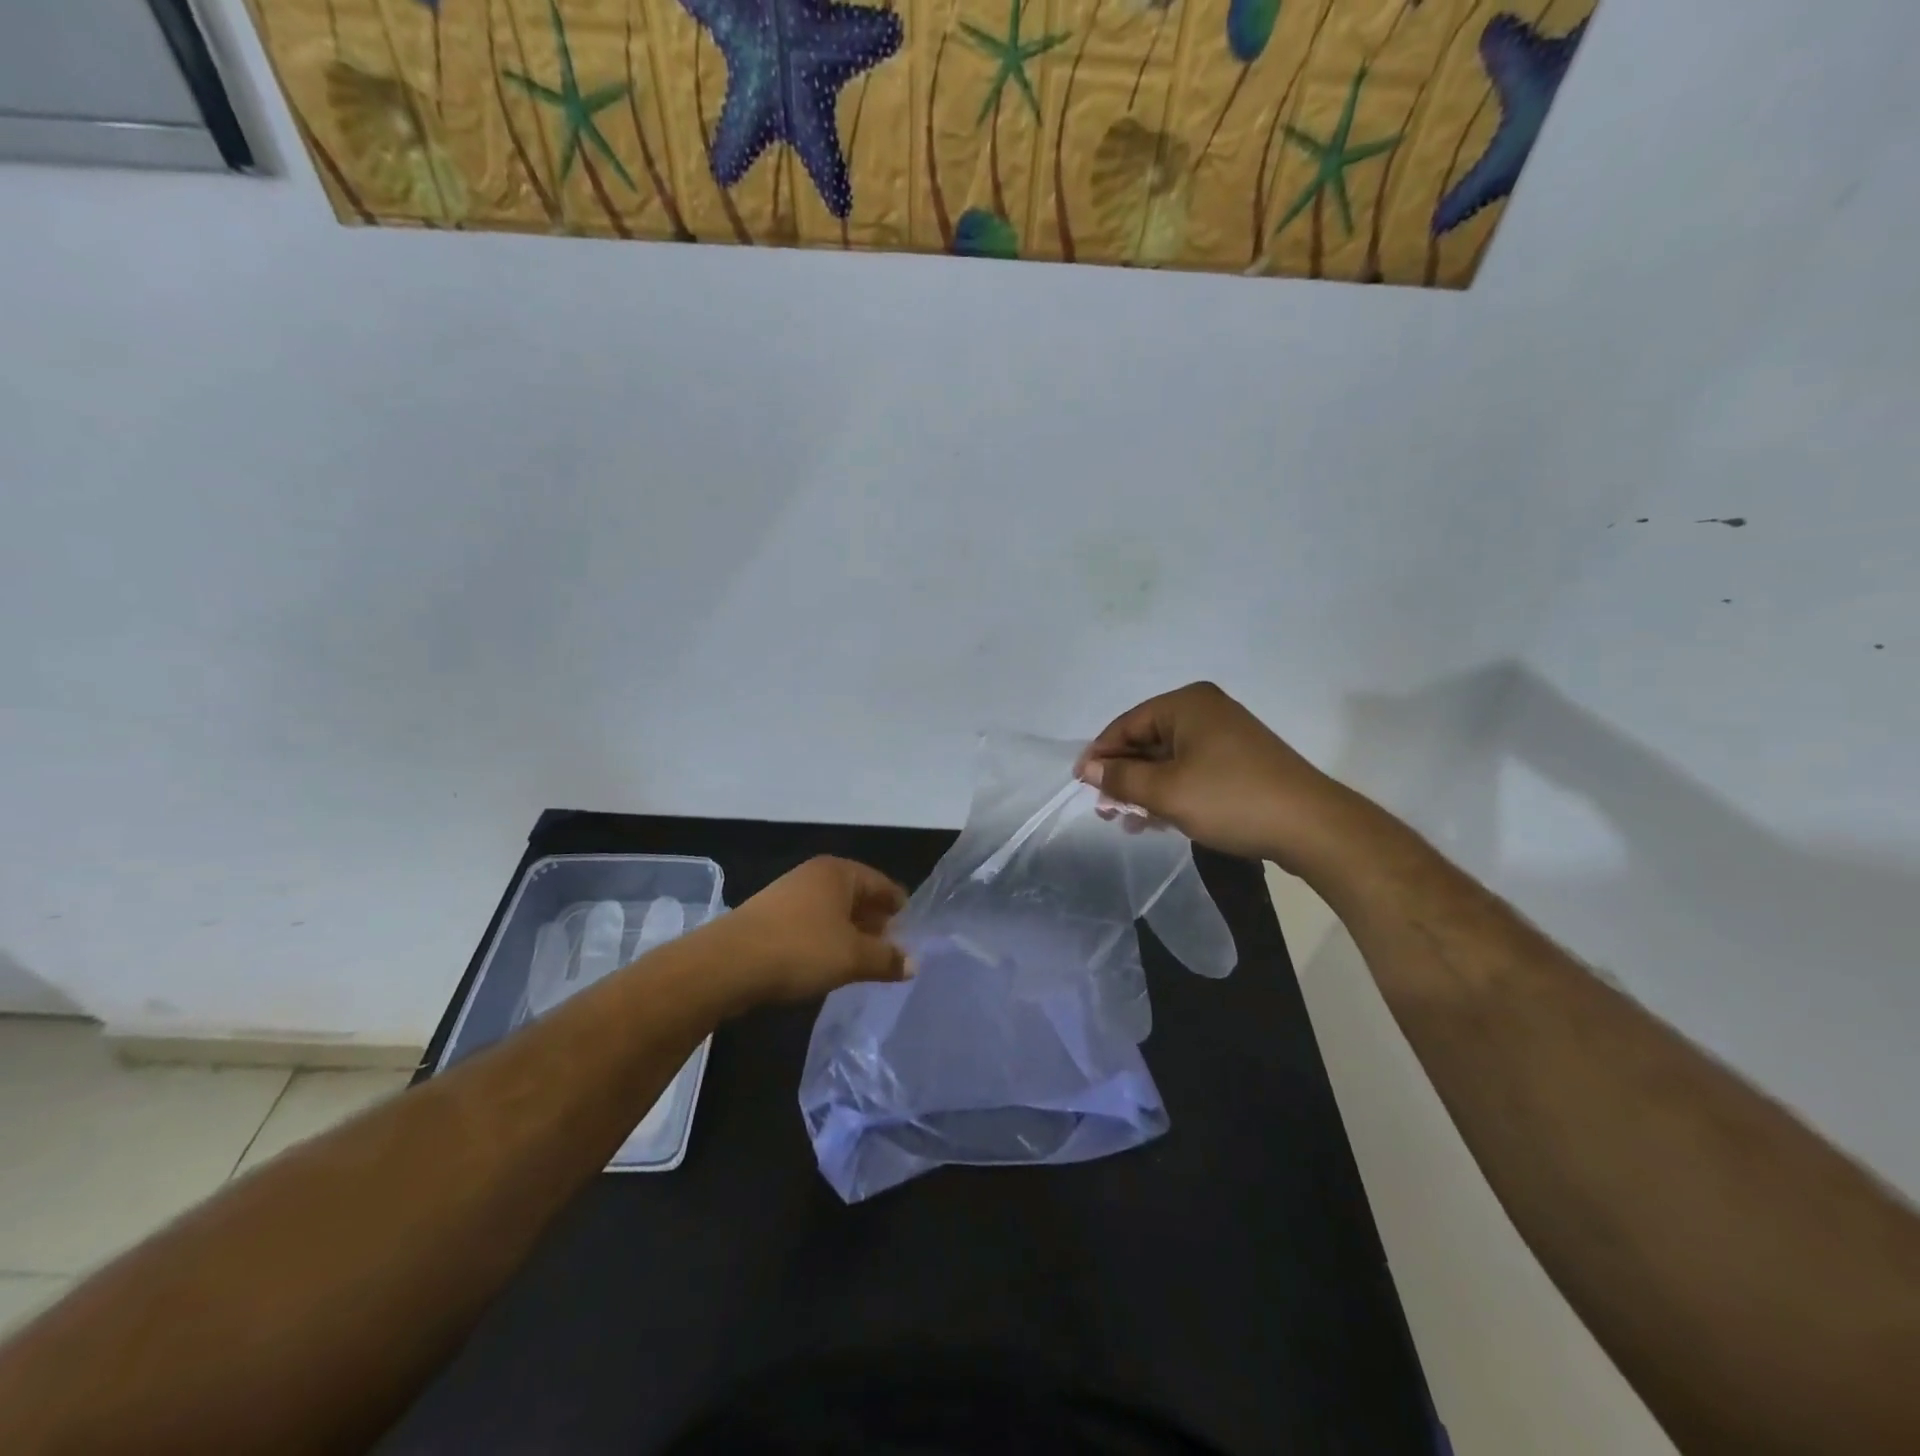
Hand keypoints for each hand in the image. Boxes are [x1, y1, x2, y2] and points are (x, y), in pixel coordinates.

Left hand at [714, 856, 911, 1007]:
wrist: (728, 964)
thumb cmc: (801, 949)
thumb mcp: (853, 957)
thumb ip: (886, 959)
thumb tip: (912, 963)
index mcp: (839, 872)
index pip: (883, 885)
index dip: (900, 910)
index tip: (913, 936)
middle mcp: (815, 875)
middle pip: (857, 897)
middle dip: (875, 924)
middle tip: (892, 953)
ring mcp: (789, 893)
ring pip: (833, 912)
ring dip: (849, 935)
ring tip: (862, 964)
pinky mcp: (769, 917)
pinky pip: (810, 925)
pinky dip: (825, 941)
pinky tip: (827, 965)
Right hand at [1076, 681, 1363, 870]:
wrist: (1311, 826)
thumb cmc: (1231, 800)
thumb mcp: (1166, 791)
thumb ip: (1122, 777)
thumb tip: (1088, 768)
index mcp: (1187, 704)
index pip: (1127, 724)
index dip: (1101, 754)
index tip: (1081, 785)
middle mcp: (1205, 711)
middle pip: (1147, 740)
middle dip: (1124, 775)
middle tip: (1105, 809)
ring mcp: (1226, 735)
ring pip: (1169, 759)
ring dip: (1145, 788)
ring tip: (1128, 821)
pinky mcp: (1239, 760)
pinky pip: (1191, 770)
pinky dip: (1171, 791)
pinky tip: (1158, 820)